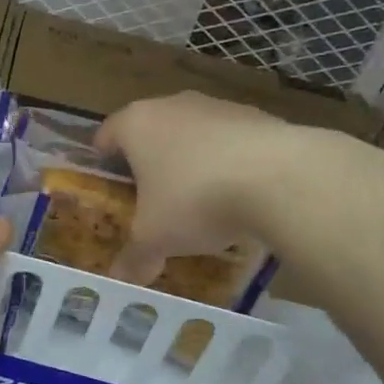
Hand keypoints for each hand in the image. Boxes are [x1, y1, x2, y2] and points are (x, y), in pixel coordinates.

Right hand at [94, 92, 287, 284]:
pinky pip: (230, 141)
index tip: (110, 191)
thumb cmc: (194, 199)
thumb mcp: (155, 238)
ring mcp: (217, 106)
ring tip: (199, 202)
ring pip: (192, 134)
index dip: (103, 164)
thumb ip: (135, 257)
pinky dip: (228, 162)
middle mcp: (172, 105)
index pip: (106, 136)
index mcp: (135, 124)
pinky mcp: (258, 116)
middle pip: (150, 132)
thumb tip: (121, 279)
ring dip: (191, 161)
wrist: (280, 178)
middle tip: (151, 201)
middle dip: (149, 164)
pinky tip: (239, 196)